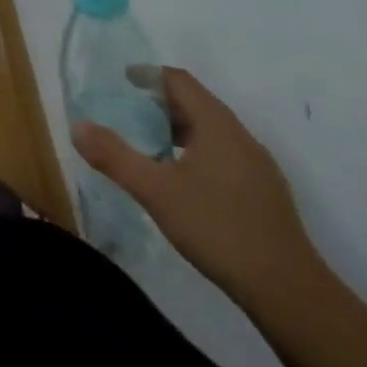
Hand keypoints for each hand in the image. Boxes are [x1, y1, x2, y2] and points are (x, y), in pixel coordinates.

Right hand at [73, 67, 322, 303]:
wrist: (289, 292)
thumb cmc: (218, 228)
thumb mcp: (155, 191)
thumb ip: (114, 156)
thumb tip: (77, 126)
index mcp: (216, 125)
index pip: (179, 80)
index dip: (149, 75)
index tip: (123, 81)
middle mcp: (241, 136)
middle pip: (197, 103)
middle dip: (161, 103)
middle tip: (130, 115)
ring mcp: (258, 166)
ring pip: (212, 131)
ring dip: (180, 130)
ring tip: (152, 148)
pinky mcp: (266, 194)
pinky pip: (225, 155)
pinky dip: (198, 153)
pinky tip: (185, 182)